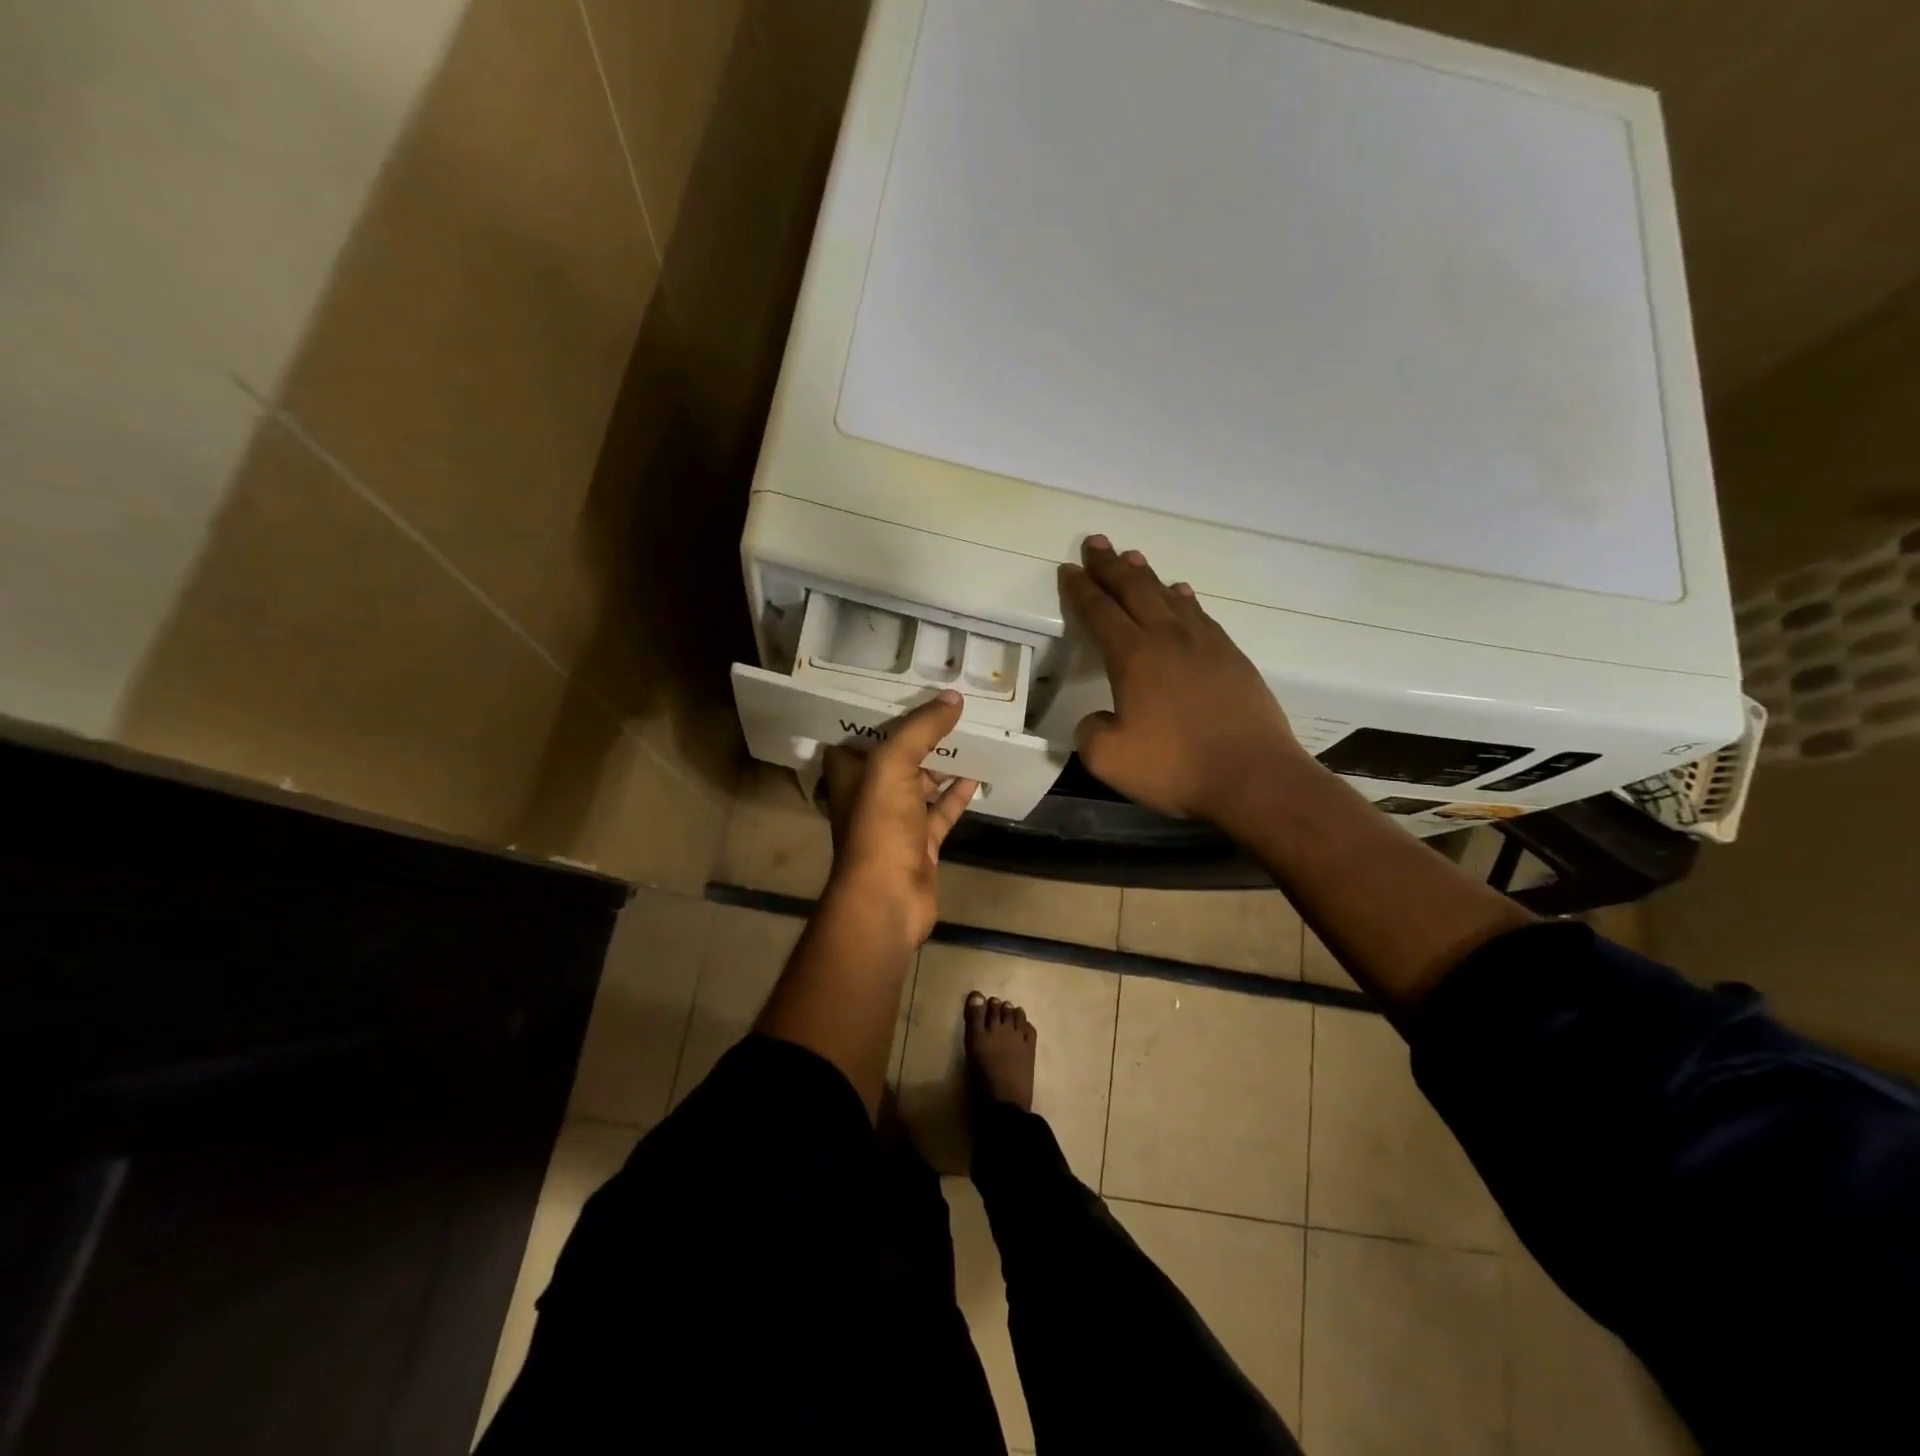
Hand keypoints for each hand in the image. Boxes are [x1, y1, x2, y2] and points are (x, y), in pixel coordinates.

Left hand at [821, 691, 978, 943]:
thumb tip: (953, 697)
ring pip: (921, 783)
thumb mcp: (893, 764)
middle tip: (948, 706)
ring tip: (969, 733)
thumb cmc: (879, 825)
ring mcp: (896, 820)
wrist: (888, 897)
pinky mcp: (921, 842)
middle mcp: (869, 793)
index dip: (878, 713)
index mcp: (849, 773)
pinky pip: (942, 810)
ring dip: (942, 762)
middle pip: (895, 756)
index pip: (859, 734)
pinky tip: (979, 773)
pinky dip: (958, 794)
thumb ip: (921, 728)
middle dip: (918, 735)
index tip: (905, 689)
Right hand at [1059, 536, 1307, 822]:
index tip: (1068, 569)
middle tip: (1096, 543)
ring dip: (1147, 575)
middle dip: (1110, 565)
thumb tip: (1099, 718)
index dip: (1080, 590)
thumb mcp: (1109, 759)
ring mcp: (1206, 644)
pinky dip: (1184, 599)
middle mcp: (1169, 639)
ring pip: (1169, 596)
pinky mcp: (1233, 658)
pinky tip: (1182, 594)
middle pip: (1135, 589)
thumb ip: (1091, 732)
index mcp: (1134, 657)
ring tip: (1133, 557)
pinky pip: (1200, 615)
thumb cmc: (1176, 767)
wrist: (1255, 777)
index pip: (1099, 612)